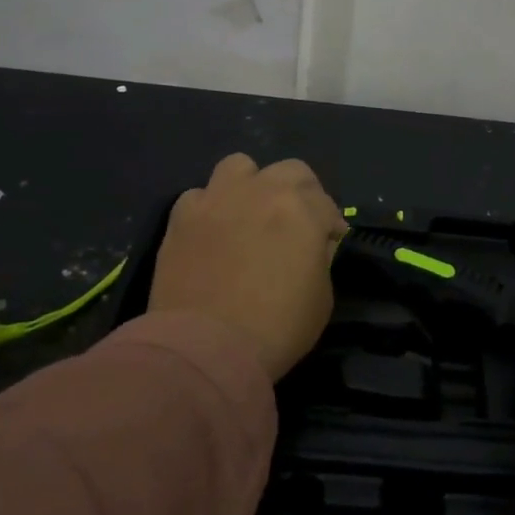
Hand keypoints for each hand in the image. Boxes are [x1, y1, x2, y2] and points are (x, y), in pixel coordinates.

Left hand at [148, 153, 348, 381]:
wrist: (206, 347)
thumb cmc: (276, 327)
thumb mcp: (322, 298)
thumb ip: (320, 259)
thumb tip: (313, 246)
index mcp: (302, 208)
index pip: (327, 204)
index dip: (331, 225)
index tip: (329, 245)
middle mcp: (262, 190)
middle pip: (291, 171)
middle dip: (301, 193)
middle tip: (296, 223)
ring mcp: (218, 198)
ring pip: (241, 166)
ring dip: (252, 184)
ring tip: (250, 213)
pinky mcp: (182, 216)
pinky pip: (200, 195)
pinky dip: (211, 207)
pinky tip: (213, 231)